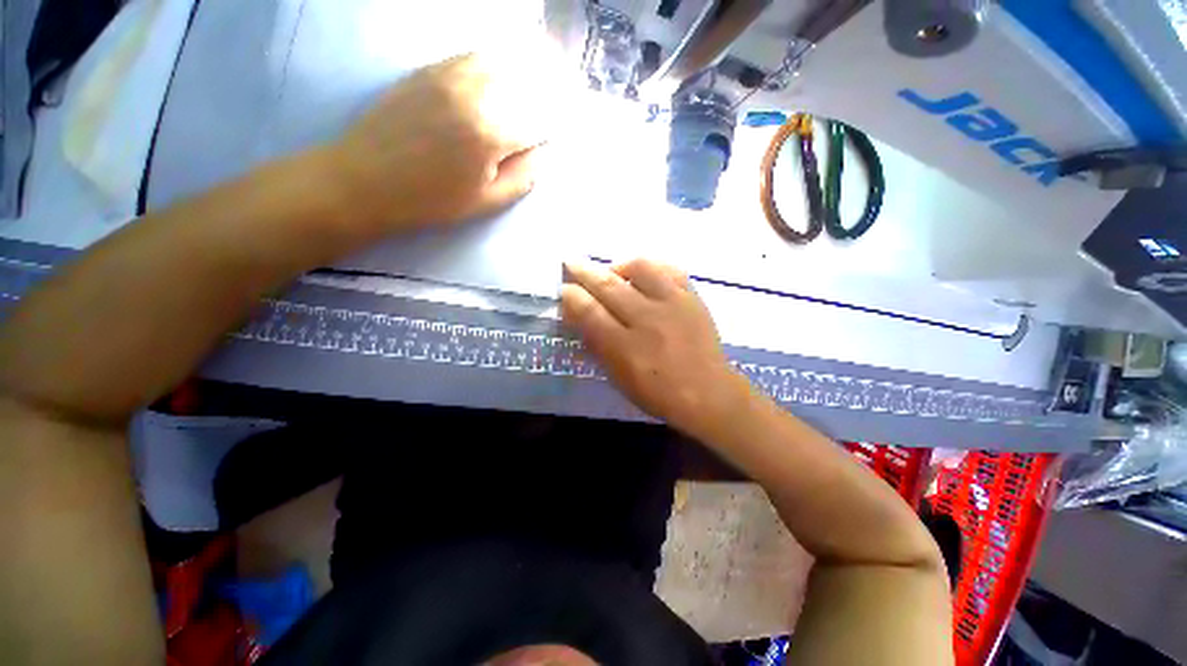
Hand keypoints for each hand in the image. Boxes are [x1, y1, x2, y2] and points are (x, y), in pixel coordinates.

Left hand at [332, 52, 553, 229]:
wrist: (366, 180)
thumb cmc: (432, 200)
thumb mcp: (486, 202)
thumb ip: (523, 177)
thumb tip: (544, 152)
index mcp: (491, 133)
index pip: (540, 120)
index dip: (558, 124)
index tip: (567, 127)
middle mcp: (475, 93)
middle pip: (526, 82)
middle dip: (551, 91)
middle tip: (564, 97)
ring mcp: (449, 74)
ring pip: (502, 61)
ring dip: (527, 69)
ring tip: (543, 77)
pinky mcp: (430, 69)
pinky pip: (473, 55)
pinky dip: (498, 61)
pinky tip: (505, 71)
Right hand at [561, 260, 749, 436]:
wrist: (708, 393)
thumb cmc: (658, 392)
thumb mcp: (618, 377)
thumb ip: (596, 343)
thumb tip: (578, 315)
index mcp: (625, 347)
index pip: (590, 312)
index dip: (572, 297)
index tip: (564, 289)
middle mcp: (647, 320)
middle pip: (609, 286)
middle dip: (585, 271)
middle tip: (572, 262)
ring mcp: (673, 305)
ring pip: (640, 268)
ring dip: (620, 265)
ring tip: (614, 272)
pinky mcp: (692, 298)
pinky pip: (670, 269)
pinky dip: (653, 266)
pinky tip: (645, 273)